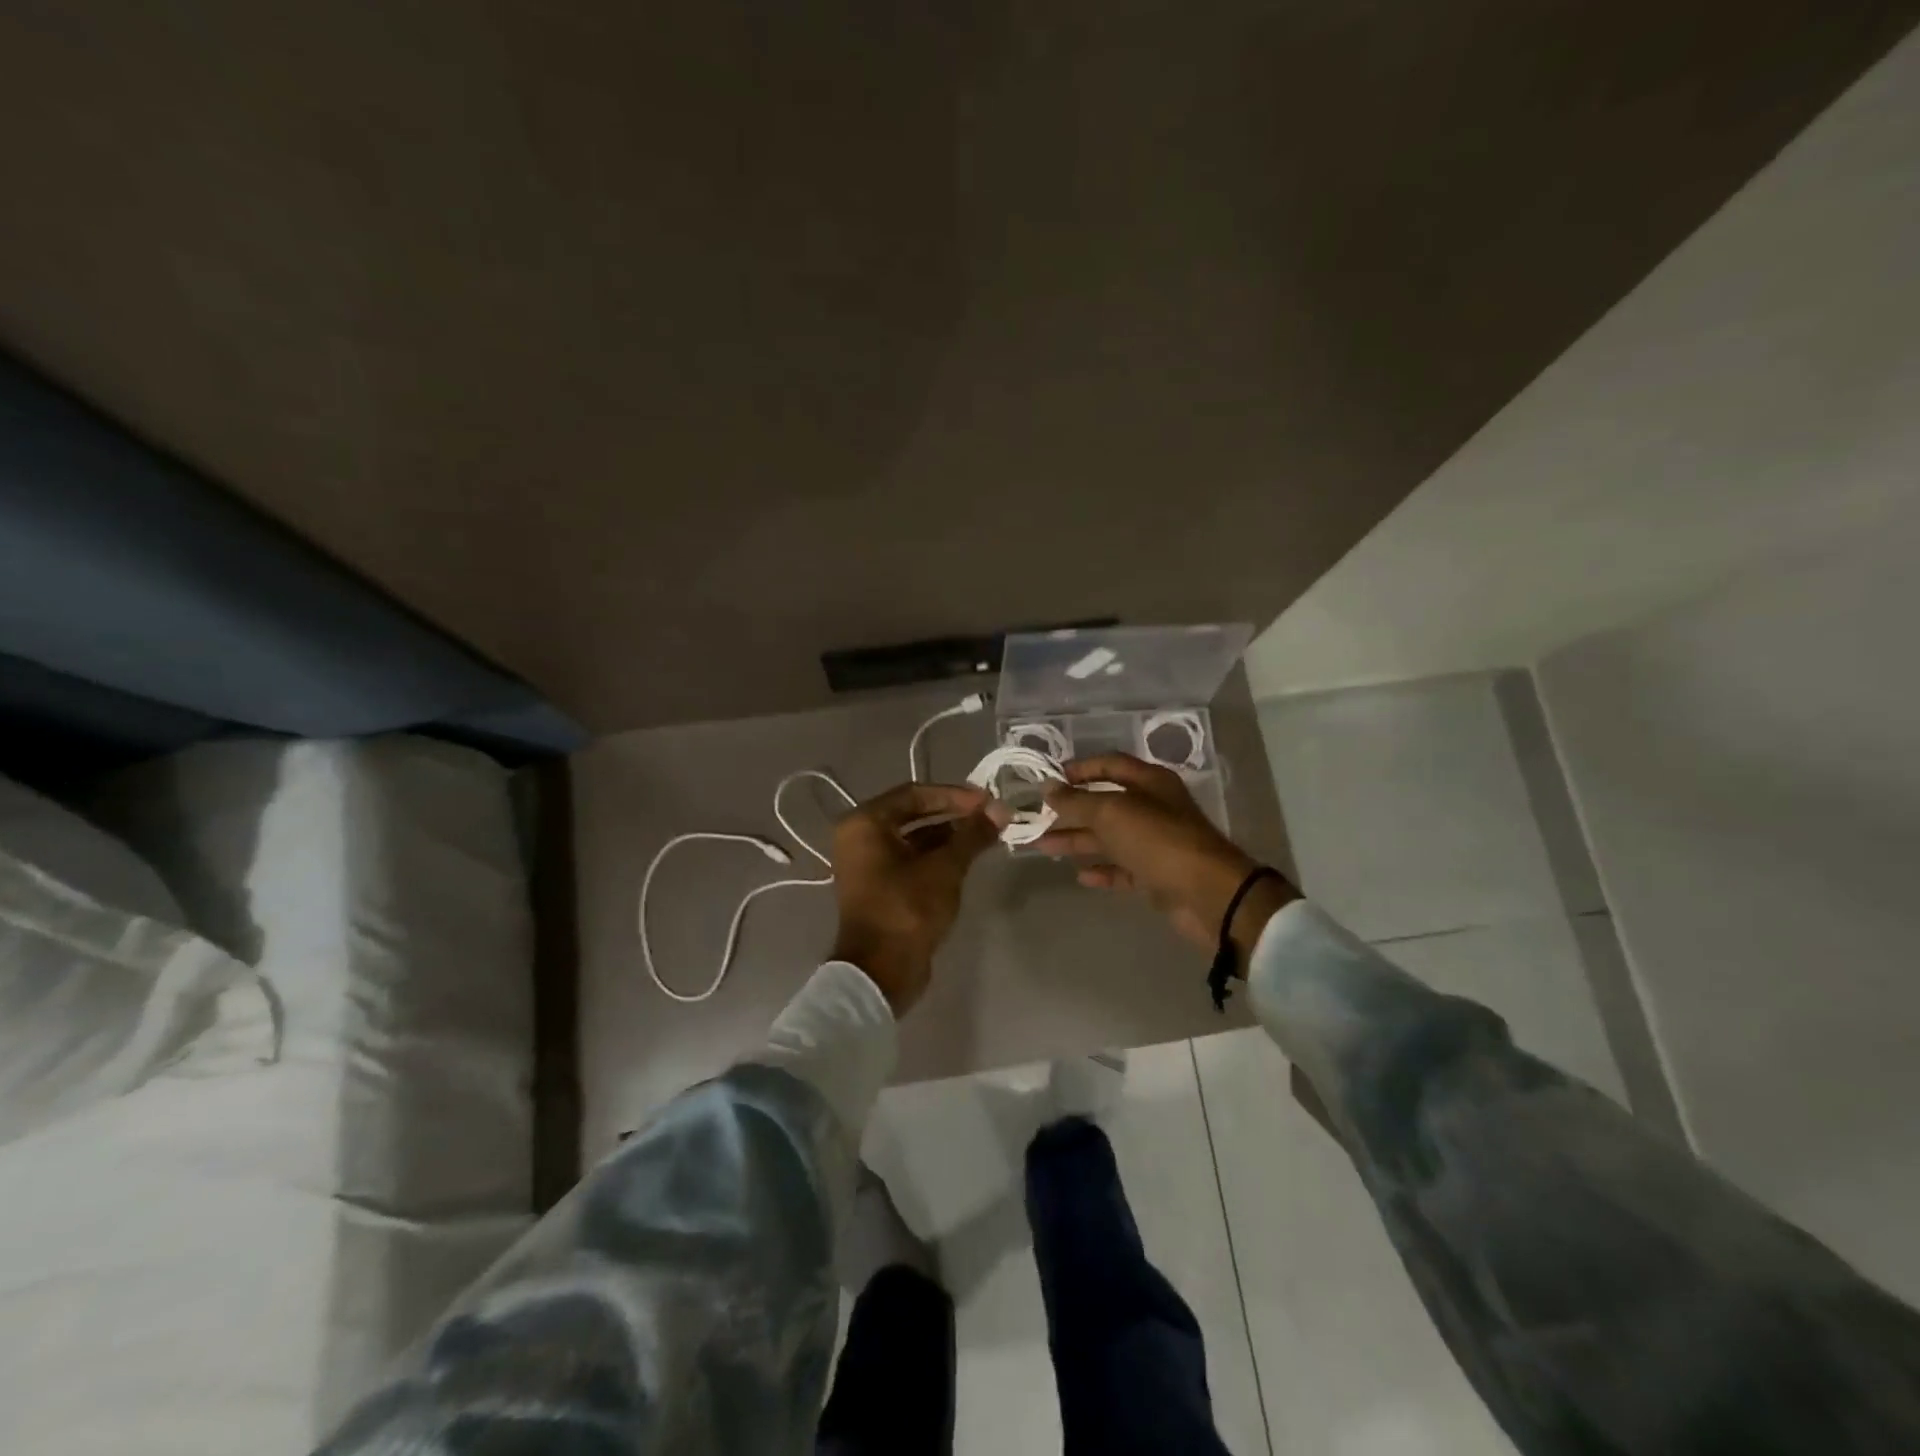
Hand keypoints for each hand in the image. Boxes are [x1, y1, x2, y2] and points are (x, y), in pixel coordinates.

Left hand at [829, 782, 999, 1013]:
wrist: (881, 971)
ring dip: (949, 835)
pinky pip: (911, 859)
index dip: (954, 795)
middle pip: (913, 813)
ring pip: (914, 838)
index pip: (915, 794)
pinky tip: (968, 857)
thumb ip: (972, 835)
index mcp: (865, 823)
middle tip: (990, 816)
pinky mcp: (880, 885)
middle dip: (953, 814)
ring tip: (986, 835)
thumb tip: (1000, 809)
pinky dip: (937, 855)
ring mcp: (868, 863)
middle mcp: (860, 836)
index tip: (988, 800)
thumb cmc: (907, 909)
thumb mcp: (945, 868)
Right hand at [1037, 754, 1297, 956]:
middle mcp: (1153, 807)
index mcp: (1149, 782)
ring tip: (1041, 846)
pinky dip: (1101, 869)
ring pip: (1108, 837)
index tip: (1048, 780)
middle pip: (1105, 803)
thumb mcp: (1112, 813)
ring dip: (1077, 840)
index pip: (1109, 764)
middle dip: (1070, 809)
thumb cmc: (1159, 841)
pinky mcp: (1156, 875)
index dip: (1079, 769)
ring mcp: (1155, 843)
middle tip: (1036, 817)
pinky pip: (1122, 868)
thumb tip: (1048, 788)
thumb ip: (1077, 801)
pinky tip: (1079, 875)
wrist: (1208, 895)